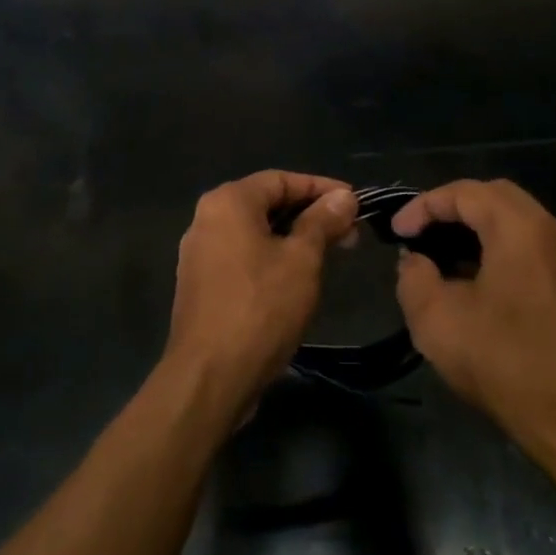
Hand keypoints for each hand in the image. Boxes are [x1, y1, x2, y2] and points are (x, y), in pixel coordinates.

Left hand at [162, 171, 357, 413]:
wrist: (211, 375)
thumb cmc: (261, 308)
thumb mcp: (302, 260)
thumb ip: (322, 222)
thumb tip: (343, 197)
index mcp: (227, 202)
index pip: (281, 179)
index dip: (322, 188)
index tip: (356, 203)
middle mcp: (206, 219)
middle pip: (266, 203)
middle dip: (311, 215)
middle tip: (351, 233)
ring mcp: (199, 253)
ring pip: (255, 232)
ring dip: (294, 238)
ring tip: (332, 254)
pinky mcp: (201, 284)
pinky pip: (243, 256)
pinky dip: (273, 258)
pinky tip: (299, 278)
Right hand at [393, 180, 555, 463]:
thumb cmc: (505, 363)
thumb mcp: (436, 320)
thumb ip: (414, 277)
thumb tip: (416, 261)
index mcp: (522, 230)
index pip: (465, 192)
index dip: (424, 205)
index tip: (397, 232)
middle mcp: (554, 232)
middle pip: (496, 197)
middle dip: (452, 208)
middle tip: (420, 233)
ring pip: (518, 221)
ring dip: (477, 229)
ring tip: (441, 257)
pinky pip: (533, 247)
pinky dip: (499, 249)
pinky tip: (475, 282)